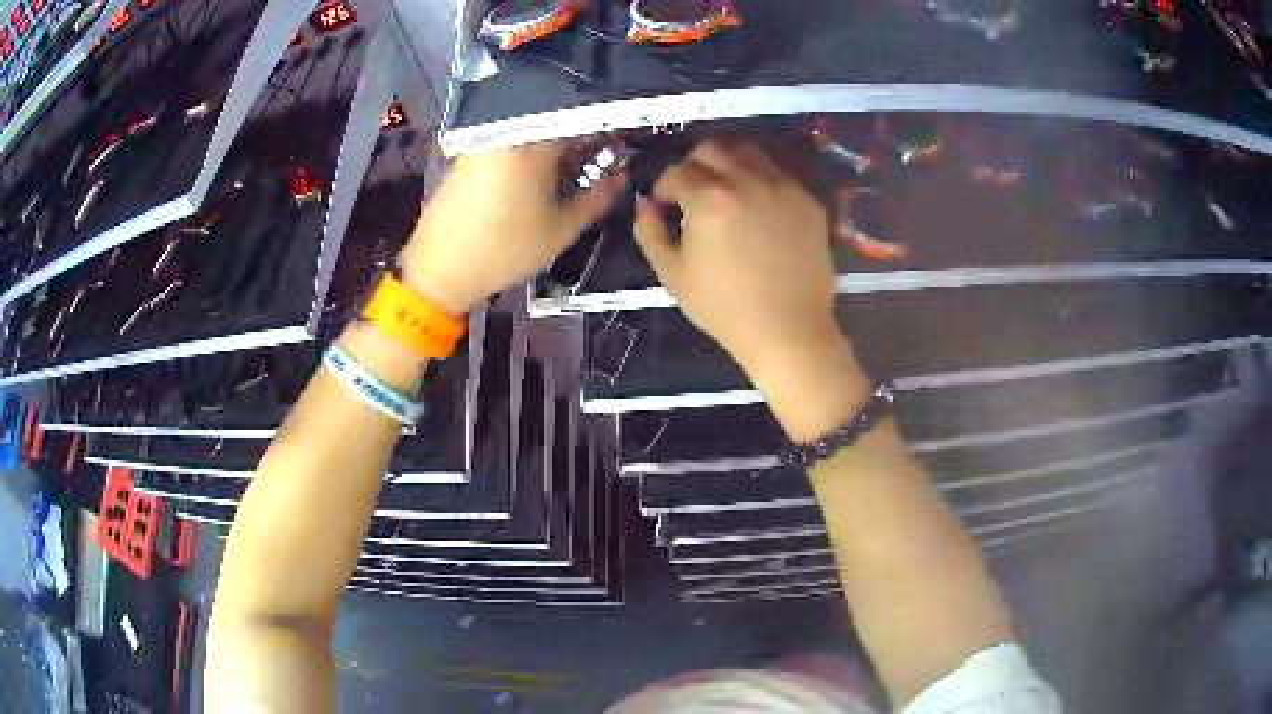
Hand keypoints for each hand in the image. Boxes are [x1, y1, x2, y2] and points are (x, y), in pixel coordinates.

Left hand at [399, 141, 624, 314]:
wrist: (439, 270)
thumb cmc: (504, 251)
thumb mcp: (561, 230)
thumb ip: (597, 200)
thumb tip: (621, 179)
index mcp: (531, 143)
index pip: (580, 120)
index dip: (605, 132)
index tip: (617, 149)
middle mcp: (506, 132)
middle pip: (554, 123)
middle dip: (579, 140)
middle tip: (594, 166)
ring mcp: (484, 142)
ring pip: (530, 133)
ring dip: (553, 148)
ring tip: (567, 175)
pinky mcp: (469, 155)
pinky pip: (509, 143)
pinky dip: (528, 154)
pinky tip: (534, 180)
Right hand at [633, 141, 843, 376]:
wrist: (788, 330)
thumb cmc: (724, 308)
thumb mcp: (672, 275)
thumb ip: (650, 232)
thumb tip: (645, 205)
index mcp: (709, 198)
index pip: (676, 172)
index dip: (663, 187)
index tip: (665, 206)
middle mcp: (747, 180)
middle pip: (712, 149)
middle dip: (695, 165)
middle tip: (694, 192)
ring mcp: (783, 187)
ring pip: (749, 152)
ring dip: (729, 164)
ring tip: (727, 192)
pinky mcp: (808, 201)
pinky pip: (778, 175)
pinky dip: (761, 181)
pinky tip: (758, 209)